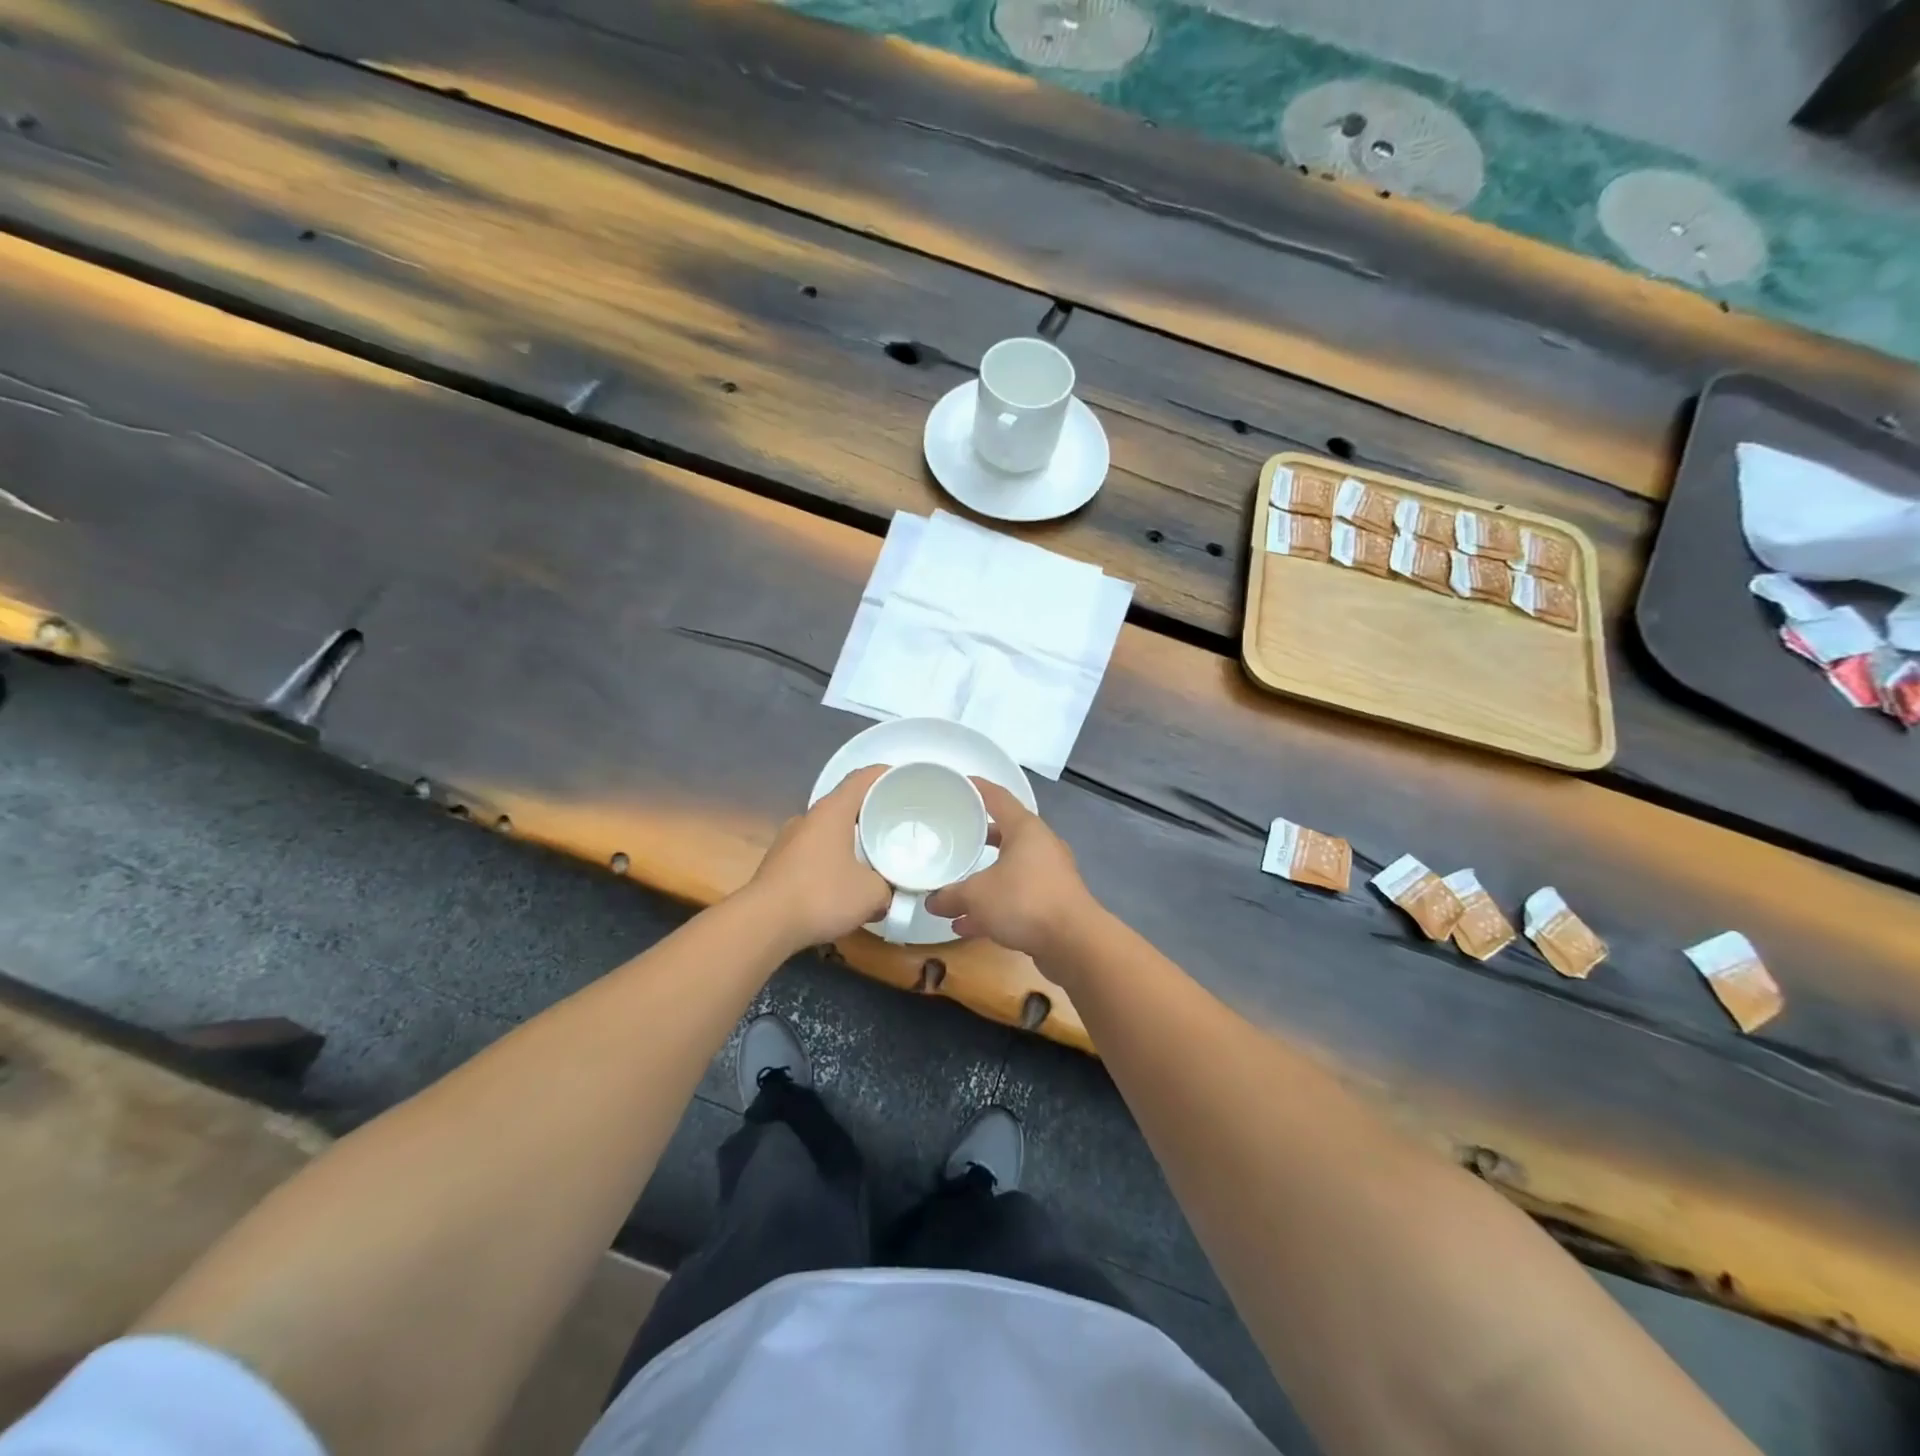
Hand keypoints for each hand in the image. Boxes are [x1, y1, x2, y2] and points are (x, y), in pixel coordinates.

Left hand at [745, 764, 890, 948]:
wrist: (763, 924)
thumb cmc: (822, 895)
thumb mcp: (872, 894)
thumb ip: (886, 887)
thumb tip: (885, 893)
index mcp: (832, 812)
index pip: (862, 779)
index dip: (884, 775)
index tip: (903, 781)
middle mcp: (807, 818)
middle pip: (844, 805)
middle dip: (869, 813)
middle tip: (893, 825)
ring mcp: (787, 841)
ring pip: (827, 832)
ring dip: (848, 841)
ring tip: (870, 859)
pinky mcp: (777, 865)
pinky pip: (812, 854)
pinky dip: (830, 862)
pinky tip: (841, 886)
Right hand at [925, 780, 1097, 961]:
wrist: (1074, 943)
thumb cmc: (1024, 901)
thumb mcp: (976, 896)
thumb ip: (949, 896)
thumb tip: (931, 902)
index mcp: (1025, 829)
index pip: (998, 797)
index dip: (976, 788)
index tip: (958, 783)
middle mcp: (1040, 846)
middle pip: (1004, 834)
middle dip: (977, 838)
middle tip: (952, 837)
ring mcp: (1049, 875)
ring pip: (1009, 870)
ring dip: (983, 882)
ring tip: (953, 892)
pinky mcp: (1052, 902)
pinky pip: (1017, 897)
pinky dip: (994, 906)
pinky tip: (968, 925)